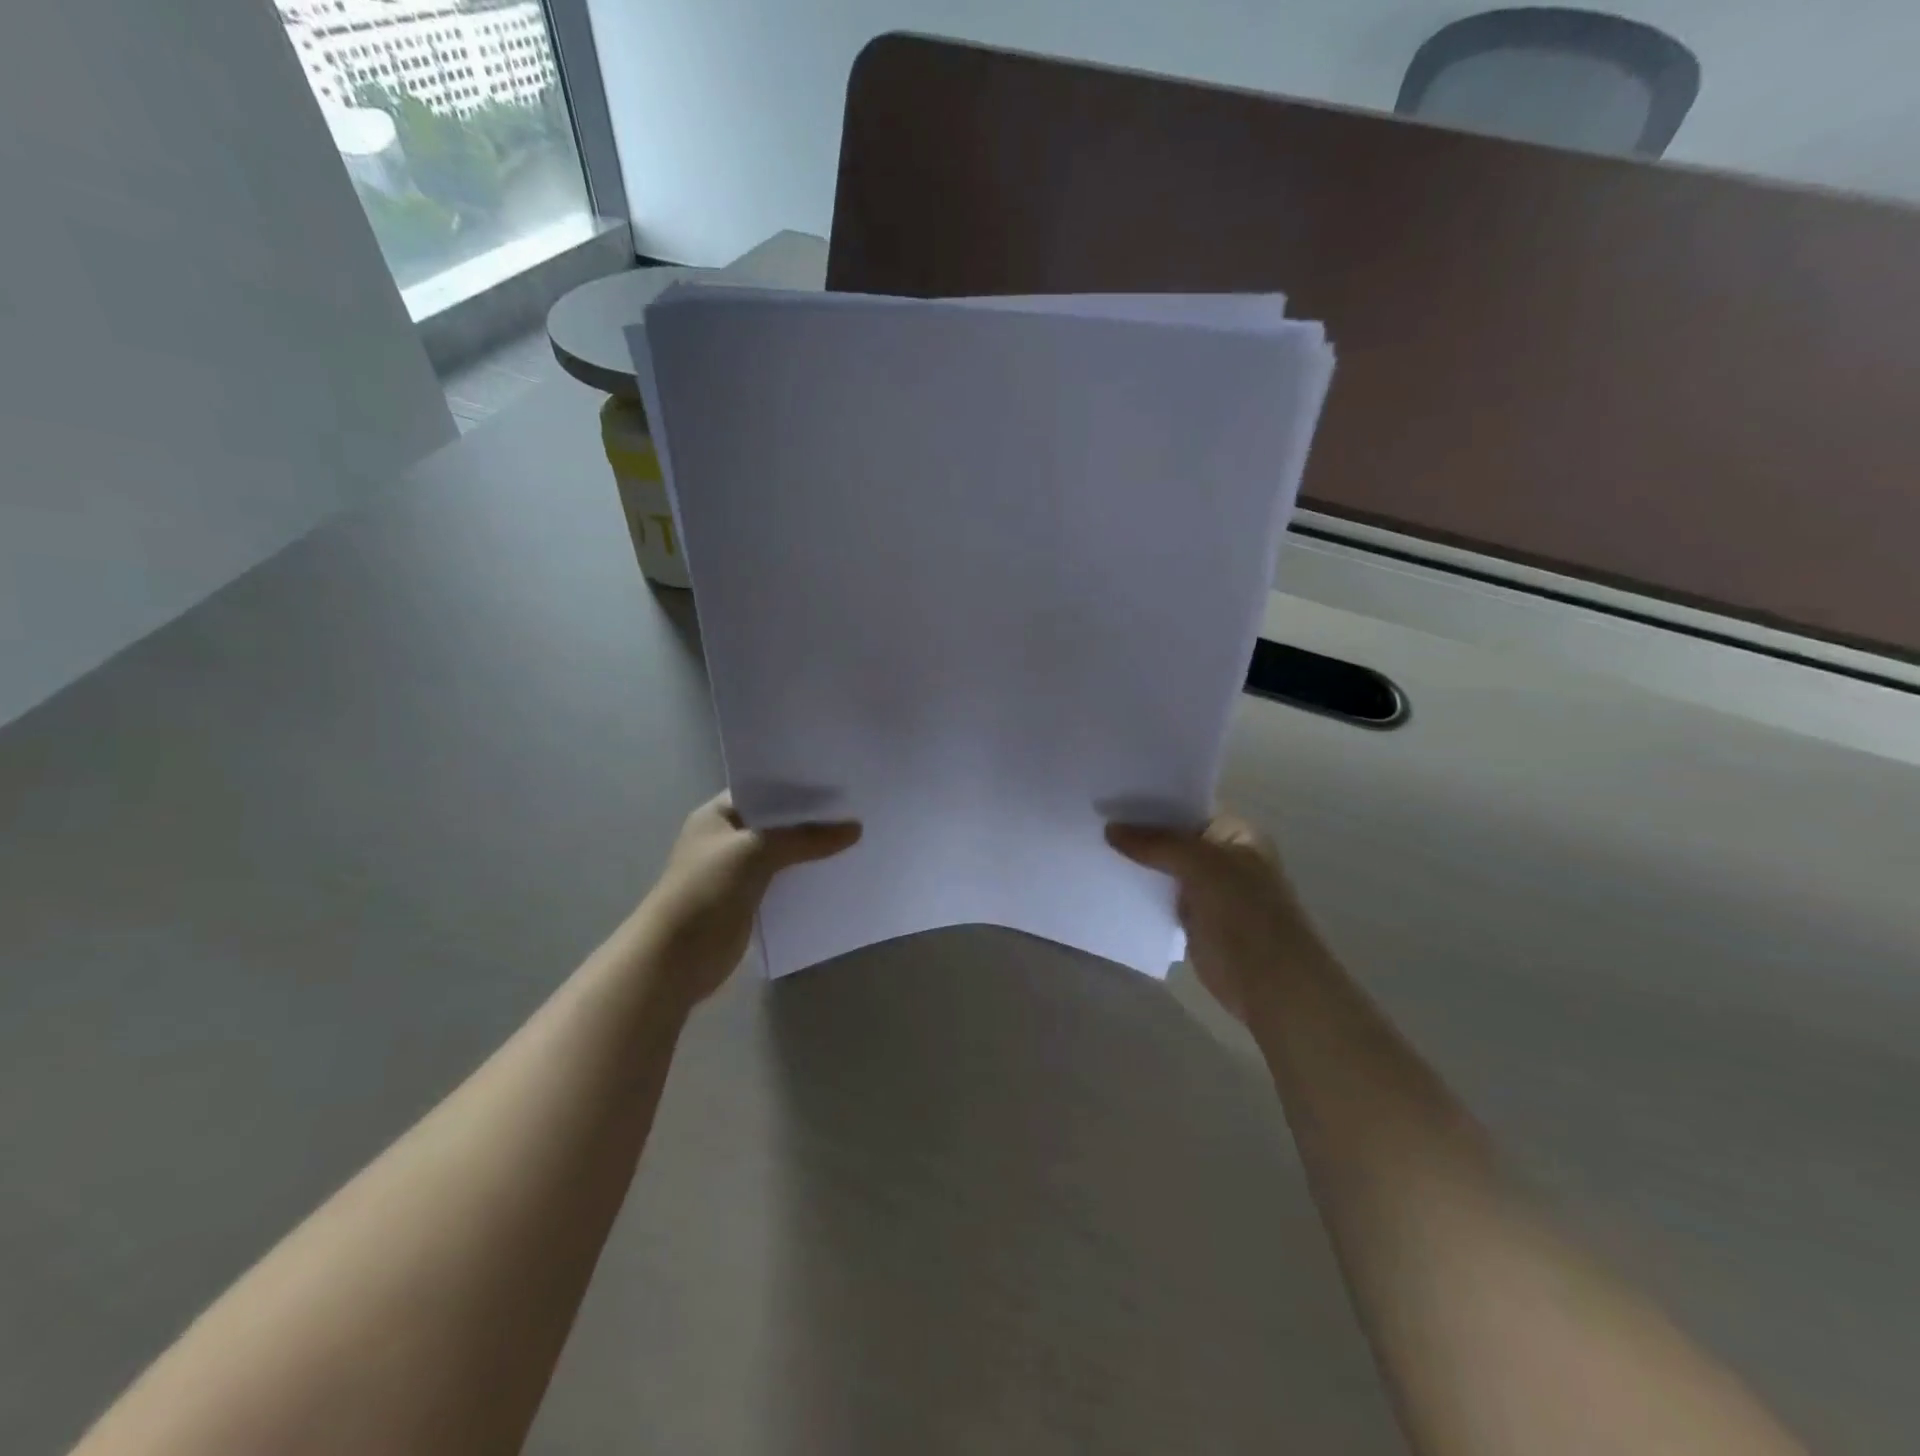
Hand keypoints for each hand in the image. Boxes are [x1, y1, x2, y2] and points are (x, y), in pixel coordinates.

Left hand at [632, 792, 860, 1006]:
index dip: (798, 786)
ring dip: (811, 850)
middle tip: (857, 808)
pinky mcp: (749, 900)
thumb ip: (805, 838)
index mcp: (718, 815)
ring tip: (857, 837)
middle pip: (777, 822)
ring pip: (784, 852)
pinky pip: (785, 881)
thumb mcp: (756, 851)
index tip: (838, 782)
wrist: (676, 957)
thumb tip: (856, 828)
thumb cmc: (706, 890)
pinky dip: (806, 877)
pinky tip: (837, 871)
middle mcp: (727, 838)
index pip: (764, 790)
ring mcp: (737, 871)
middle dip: (811, 819)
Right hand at [1107, 811, 1320, 1023]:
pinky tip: (1109, 882)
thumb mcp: (1202, 866)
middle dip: (1139, 832)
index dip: (1152, 802)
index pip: (1188, 806)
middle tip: (1093, 820)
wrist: (1270, 983)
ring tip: (1092, 846)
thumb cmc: (1245, 914)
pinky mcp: (1195, 919)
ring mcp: (1210, 889)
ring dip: (1137, 862)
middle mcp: (1224, 856)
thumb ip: (1157, 844)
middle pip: (1174, 837)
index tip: (1111, 797)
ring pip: (1165, 867)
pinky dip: (1140, 891)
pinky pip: (1161, 896)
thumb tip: (1109, 829)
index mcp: (1237, 833)